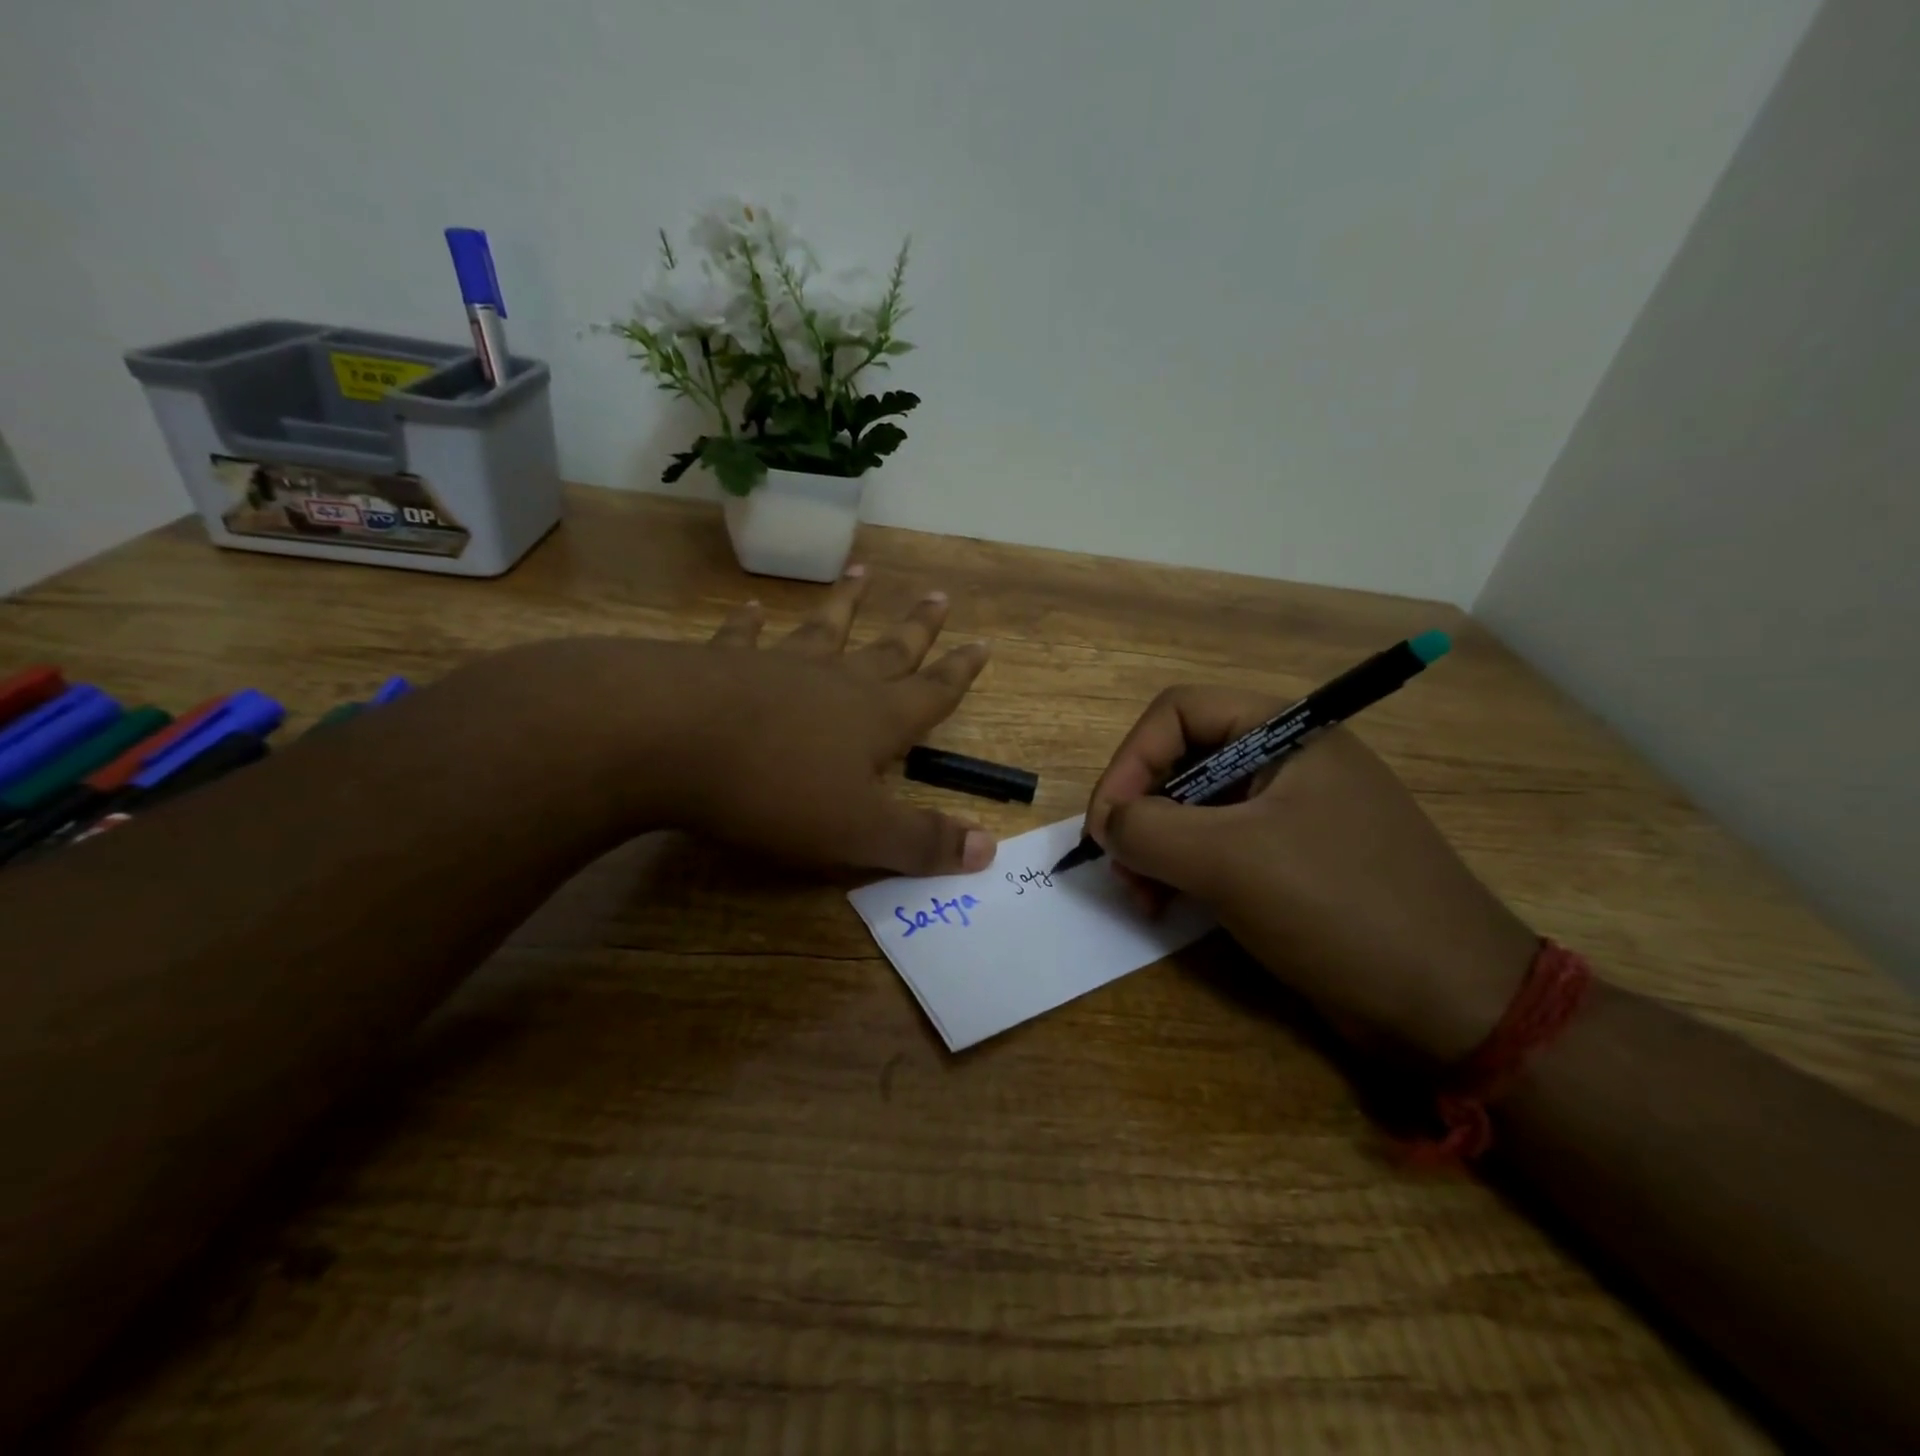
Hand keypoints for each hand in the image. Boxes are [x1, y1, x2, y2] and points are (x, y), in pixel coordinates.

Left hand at [661, 567, 995, 875]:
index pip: (932, 692)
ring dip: (844, 604)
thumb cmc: (776, 790)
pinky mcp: (722, 664)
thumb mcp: (859, 831)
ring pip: (823, 630)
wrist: (672, 741)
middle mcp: (835, 682)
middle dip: (916, 628)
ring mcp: (778, 666)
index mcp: (875, 719)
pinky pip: (743, 637)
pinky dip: (748, 622)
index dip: (959, 673)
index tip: (982, 643)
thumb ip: (922, 841)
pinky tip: (750, 607)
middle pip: (887, 650)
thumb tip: (989, 849)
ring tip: (860, 573)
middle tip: (938, 594)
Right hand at [1085, 687, 1537, 1062]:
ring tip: (1143, 898)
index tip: (1106, 826)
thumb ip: (1149, 830)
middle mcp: (1286, 761)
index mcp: (1285, 733)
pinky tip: (1171, 907)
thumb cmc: (1340, 908)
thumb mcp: (1230, 861)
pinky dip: (1185, 871)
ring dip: (1156, 847)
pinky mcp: (1292, 860)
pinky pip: (1219, 847)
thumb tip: (1109, 827)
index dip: (1130, 760)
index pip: (1178, 712)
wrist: (1453, 1006)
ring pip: (1195, 808)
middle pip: (1181, 759)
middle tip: (1122, 869)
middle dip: (1140, 811)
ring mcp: (1291, 812)